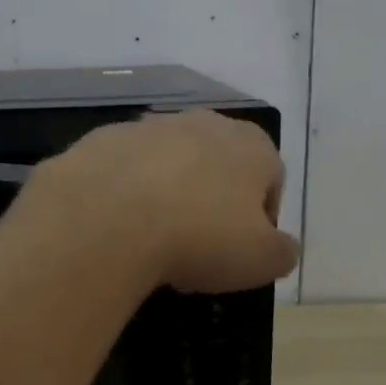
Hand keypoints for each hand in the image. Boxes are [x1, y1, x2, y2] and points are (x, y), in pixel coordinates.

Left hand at [37, 110, 298, 293]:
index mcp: (252, 145)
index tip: (239, 253)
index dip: (260, 220)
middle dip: (211, 203)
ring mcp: (148, 127)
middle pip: (217, 167)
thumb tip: (283, 247)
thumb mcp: (262, 260)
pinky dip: (123, 195)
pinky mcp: (102, 140)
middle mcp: (203, 123)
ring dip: (166, 196)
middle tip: (197, 248)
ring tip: (151, 241)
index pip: (270, 180)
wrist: (108, 218)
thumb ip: (282, 251)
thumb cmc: (200, 237)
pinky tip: (116, 228)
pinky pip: (123, 172)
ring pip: (168, 166)